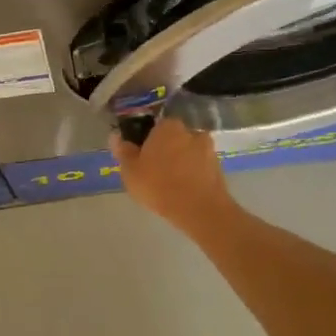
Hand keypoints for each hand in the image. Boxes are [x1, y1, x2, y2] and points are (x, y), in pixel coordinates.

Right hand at [110, 117, 234, 234]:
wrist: (200, 210)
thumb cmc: (159, 184)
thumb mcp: (130, 170)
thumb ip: (123, 150)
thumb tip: (116, 136)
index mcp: (168, 126)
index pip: (154, 125)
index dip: (145, 139)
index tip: (139, 155)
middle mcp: (191, 131)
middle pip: (173, 138)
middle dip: (164, 150)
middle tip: (152, 170)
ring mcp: (208, 150)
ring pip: (187, 152)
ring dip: (180, 162)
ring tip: (169, 183)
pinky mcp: (219, 168)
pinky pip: (199, 167)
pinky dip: (191, 174)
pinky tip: (183, 190)